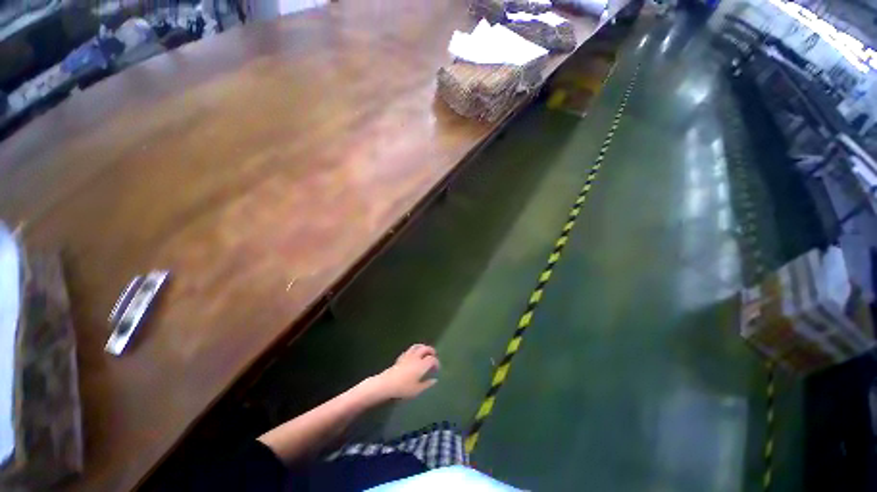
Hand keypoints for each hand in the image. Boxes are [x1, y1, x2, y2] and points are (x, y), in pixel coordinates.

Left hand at [369, 344, 439, 400]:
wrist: (387, 384)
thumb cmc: (403, 388)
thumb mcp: (417, 390)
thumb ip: (427, 384)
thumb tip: (434, 380)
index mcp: (422, 365)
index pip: (432, 359)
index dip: (436, 363)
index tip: (437, 369)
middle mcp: (416, 357)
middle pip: (425, 349)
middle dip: (431, 351)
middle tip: (434, 355)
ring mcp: (408, 356)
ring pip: (417, 346)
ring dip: (423, 347)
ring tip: (425, 351)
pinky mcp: (401, 357)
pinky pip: (409, 350)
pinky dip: (414, 350)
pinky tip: (413, 355)